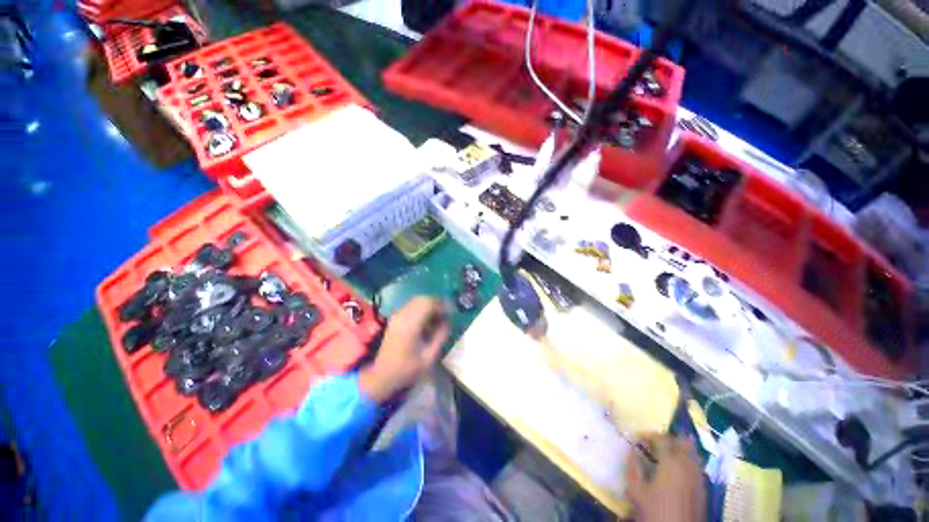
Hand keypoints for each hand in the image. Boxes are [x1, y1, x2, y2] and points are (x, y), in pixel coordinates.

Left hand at [359, 297, 448, 403]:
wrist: (382, 376)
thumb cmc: (407, 369)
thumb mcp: (429, 357)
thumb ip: (441, 337)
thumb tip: (447, 322)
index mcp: (411, 325)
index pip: (429, 303)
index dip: (443, 305)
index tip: (452, 312)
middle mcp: (403, 315)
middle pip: (423, 299)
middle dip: (437, 303)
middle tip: (447, 314)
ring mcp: (397, 316)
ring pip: (417, 300)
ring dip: (430, 305)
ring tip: (439, 317)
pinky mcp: (395, 318)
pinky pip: (411, 306)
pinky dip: (422, 309)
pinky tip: (427, 321)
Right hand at [626, 435, 705, 521]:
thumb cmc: (655, 512)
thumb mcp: (636, 490)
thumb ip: (633, 467)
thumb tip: (631, 448)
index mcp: (670, 462)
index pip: (661, 438)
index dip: (649, 434)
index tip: (638, 438)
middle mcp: (687, 465)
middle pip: (682, 442)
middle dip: (668, 438)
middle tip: (654, 442)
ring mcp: (698, 476)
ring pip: (692, 453)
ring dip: (680, 448)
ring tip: (667, 451)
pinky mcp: (703, 488)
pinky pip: (696, 465)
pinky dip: (687, 460)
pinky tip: (678, 468)